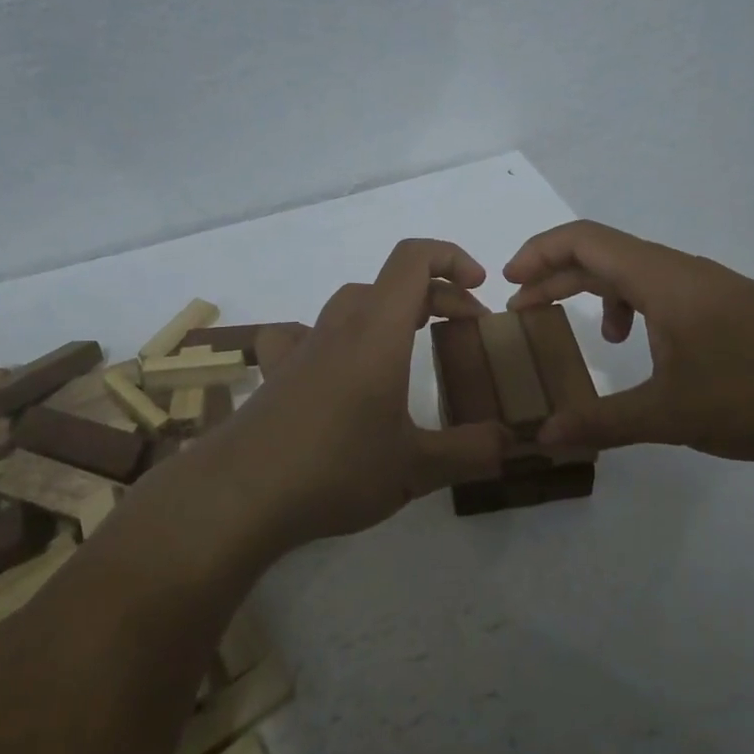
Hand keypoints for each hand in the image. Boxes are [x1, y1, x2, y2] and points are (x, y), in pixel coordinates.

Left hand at [197, 239, 510, 555]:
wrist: (240, 495)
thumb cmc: (335, 469)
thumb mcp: (416, 468)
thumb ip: (471, 451)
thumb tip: (512, 442)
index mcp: (377, 332)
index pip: (413, 260)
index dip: (452, 258)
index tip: (479, 290)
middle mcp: (338, 326)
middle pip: (391, 283)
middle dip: (436, 296)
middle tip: (464, 333)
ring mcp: (302, 347)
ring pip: (352, 303)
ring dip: (389, 312)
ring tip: (410, 346)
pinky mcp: (277, 372)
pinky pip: (304, 333)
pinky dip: (331, 335)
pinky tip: (334, 364)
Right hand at [504, 220, 753, 462]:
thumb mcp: (669, 413)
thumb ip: (602, 421)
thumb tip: (544, 436)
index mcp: (661, 278)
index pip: (584, 240)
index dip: (539, 252)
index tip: (508, 281)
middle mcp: (682, 271)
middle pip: (604, 254)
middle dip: (557, 277)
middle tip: (524, 310)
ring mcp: (710, 287)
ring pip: (636, 273)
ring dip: (598, 293)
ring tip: (587, 334)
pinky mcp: (729, 307)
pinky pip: (664, 292)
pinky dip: (636, 309)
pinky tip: (646, 350)